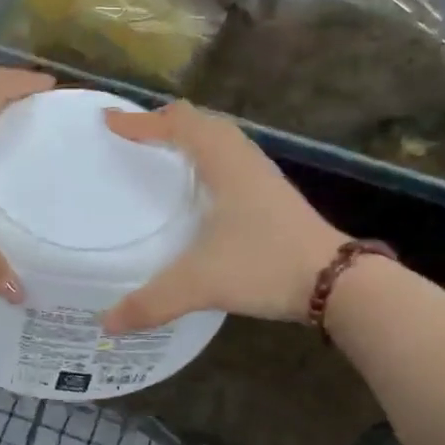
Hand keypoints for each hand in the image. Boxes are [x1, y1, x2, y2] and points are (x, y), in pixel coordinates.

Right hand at [100, 101, 345, 332]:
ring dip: (190, 136)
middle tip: (133, 135)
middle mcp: (243, 159)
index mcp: (223, 163)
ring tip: (162, 152)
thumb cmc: (265, 267)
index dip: (141, 122)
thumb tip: (107, 322)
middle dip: (165, 122)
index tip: (108, 122)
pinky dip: (208, 156)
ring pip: (221, 139)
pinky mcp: (273, 195)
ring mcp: (262, 176)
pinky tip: (200, 187)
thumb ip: (152, 302)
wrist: (336, 282)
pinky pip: (232, 158)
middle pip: (201, 121)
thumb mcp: (201, 283)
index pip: (177, 125)